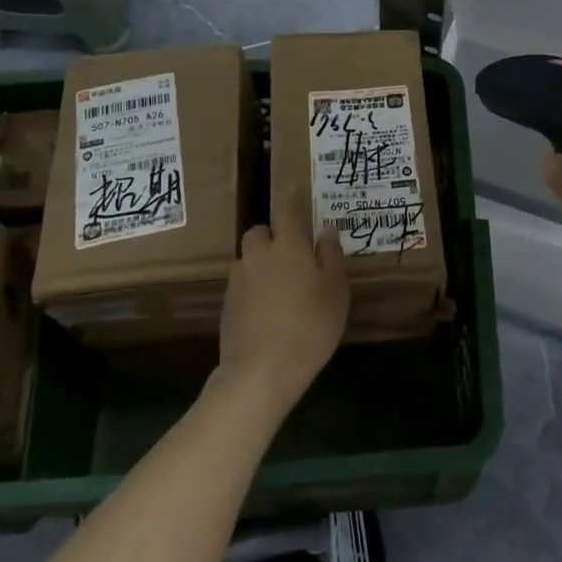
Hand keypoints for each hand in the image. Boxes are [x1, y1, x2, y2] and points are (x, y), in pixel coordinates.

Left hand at [216, 191, 348, 413]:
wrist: (260, 372)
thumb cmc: (309, 327)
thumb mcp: (336, 292)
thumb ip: (331, 257)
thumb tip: (325, 231)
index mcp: (288, 245)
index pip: (286, 209)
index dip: (290, 197)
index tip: (292, 189)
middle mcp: (258, 254)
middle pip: (259, 232)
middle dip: (272, 236)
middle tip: (292, 255)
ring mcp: (237, 280)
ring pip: (248, 259)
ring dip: (261, 263)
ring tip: (280, 287)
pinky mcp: (226, 304)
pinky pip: (241, 284)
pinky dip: (252, 288)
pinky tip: (266, 310)